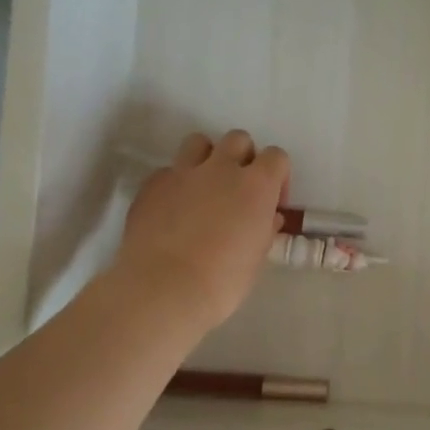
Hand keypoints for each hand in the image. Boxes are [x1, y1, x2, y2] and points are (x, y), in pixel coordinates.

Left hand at [116, 130, 289, 328]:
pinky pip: (168, 171)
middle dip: (243, 158)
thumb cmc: (223, 281)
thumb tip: (268, 217)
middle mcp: (221, 168)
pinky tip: (173, 210)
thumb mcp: (257, 257)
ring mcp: (182, 172)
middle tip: (238, 190)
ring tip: (204, 188)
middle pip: (239, 139)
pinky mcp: (151, 184)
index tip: (271, 203)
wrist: (164, 290)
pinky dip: (175, 183)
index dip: (277, 176)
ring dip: (207, 158)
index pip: (276, 157)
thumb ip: (264, 228)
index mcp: (256, 185)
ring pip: (199, 142)